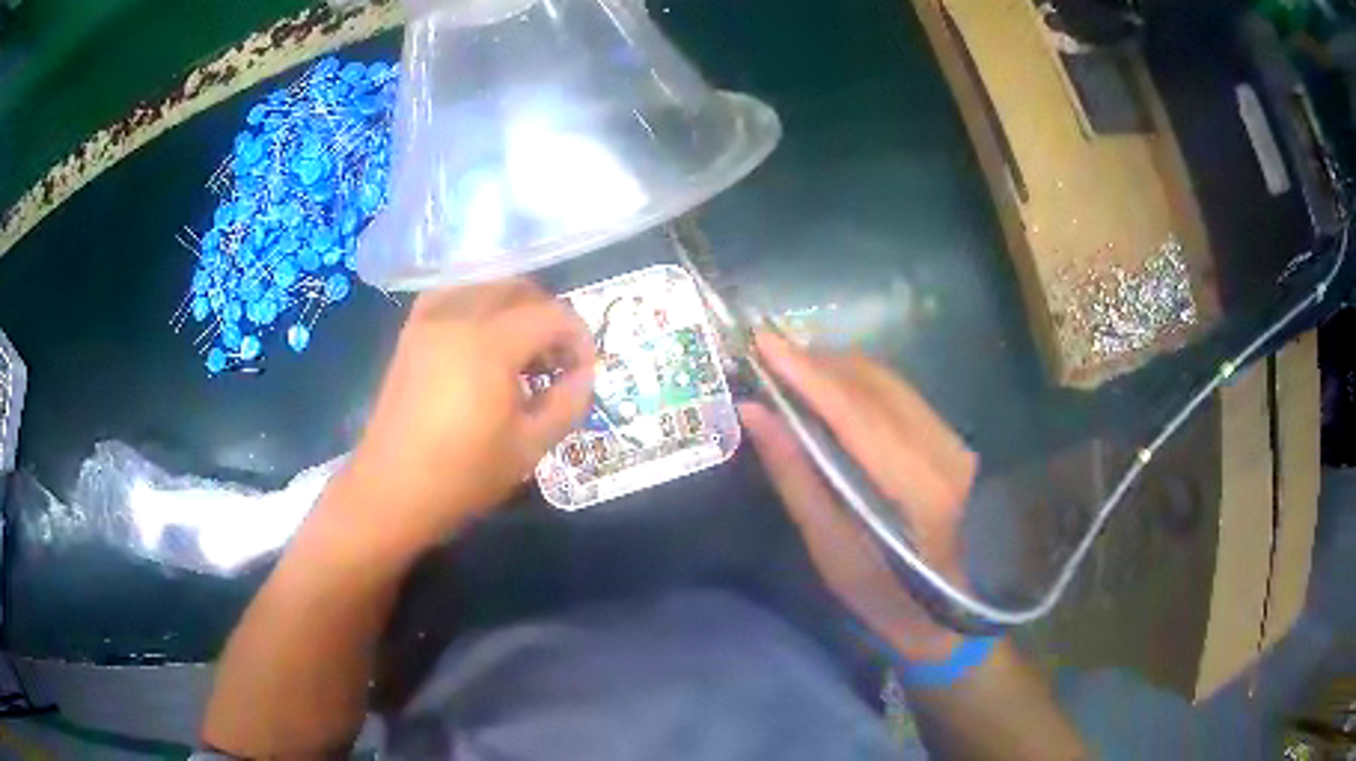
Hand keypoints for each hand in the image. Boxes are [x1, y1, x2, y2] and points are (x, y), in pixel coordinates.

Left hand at [338, 279, 595, 553]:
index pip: (551, 316)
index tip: (584, 372)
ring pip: (483, 287)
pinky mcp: (410, 334)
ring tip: (521, 351)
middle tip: (557, 361)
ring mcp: (428, 322)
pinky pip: (451, 296)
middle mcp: (457, 317)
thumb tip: (583, 375)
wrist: (391, 492)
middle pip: (518, 290)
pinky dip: (476, 305)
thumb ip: (567, 404)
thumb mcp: (528, 448)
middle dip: (548, 317)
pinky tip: (482, 340)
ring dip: (513, 308)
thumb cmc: (462, 476)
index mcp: (489, 345)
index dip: (578, 338)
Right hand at [740, 332, 976, 660]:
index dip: (809, 375)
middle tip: (767, 356)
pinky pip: (899, 394)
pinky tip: (830, 389)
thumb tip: (755, 413)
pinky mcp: (951, 438)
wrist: (948, 608)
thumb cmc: (884, 595)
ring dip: (837, 370)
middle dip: (818, 363)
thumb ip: (795, 475)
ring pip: (888, 383)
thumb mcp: (830, 548)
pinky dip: (859, 383)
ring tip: (790, 369)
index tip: (764, 344)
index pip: (856, 414)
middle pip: (874, 386)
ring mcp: (953, 441)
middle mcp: (942, 452)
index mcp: (915, 490)